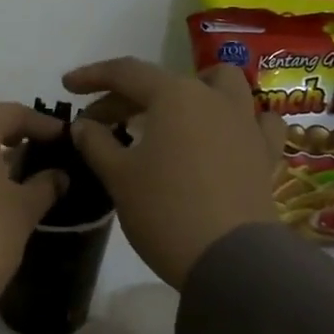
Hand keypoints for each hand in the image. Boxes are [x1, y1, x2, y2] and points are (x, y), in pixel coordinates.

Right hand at [62, 57, 281, 288]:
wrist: (231, 260)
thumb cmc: (165, 210)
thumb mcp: (118, 176)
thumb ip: (96, 142)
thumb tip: (83, 125)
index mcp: (174, 95)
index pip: (126, 72)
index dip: (93, 76)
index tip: (68, 86)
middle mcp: (213, 98)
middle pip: (164, 81)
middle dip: (128, 96)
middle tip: (101, 122)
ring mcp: (246, 124)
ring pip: (223, 86)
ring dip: (194, 91)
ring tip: (173, 113)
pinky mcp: (265, 154)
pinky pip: (257, 121)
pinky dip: (238, 120)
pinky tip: (225, 135)